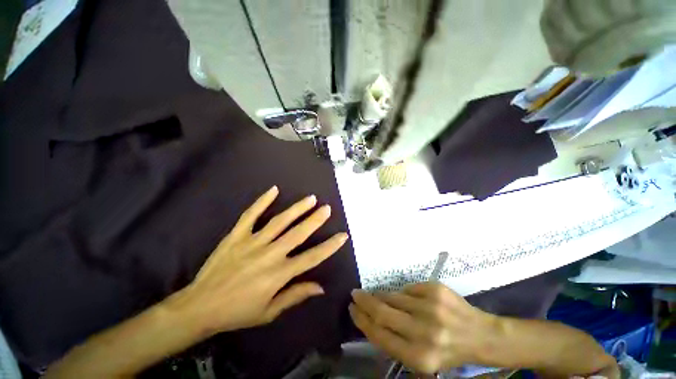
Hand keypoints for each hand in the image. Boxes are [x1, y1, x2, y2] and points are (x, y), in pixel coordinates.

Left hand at [174, 186, 347, 335]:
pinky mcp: (234, 236)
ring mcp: (250, 242)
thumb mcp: (269, 311)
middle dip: (314, 221)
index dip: (329, 247)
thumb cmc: (238, 312)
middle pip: (297, 234)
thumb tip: (319, 287)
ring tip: (310, 199)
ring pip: (278, 222)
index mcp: (279, 275)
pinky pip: (250, 215)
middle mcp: (269, 254)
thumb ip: (294, 296)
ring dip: (295, 209)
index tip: (342, 236)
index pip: (311, 258)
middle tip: (327, 208)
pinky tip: (273, 191)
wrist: (204, 304)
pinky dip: (262, 202)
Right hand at [349, 283, 495, 373]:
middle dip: (364, 302)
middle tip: (355, 295)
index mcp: (416, 354)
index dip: (361, 320)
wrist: (479, 336)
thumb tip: (371, 322)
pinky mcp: (440, 290)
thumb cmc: (447, 354)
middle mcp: (423, 330)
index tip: (352, 310)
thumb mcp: (418, 362)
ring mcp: (432, 308)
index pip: (378, 334)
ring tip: (374, 296)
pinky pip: (411, 288)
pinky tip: (403, 297)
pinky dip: (403, 293)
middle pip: (382, 313)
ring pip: (395, 298)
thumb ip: (393, 345)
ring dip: (381, 296)